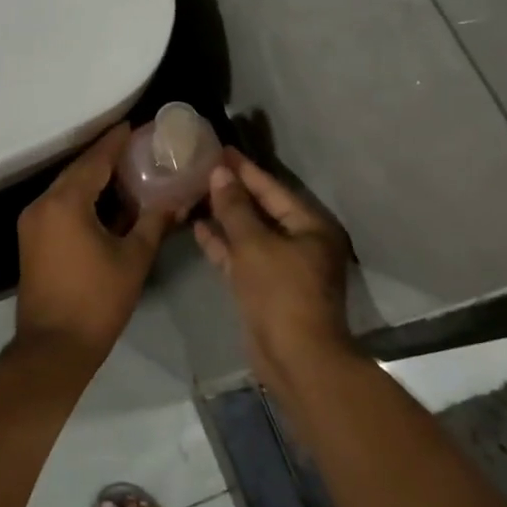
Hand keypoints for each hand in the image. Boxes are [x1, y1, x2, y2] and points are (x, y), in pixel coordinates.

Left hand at [15, 125, 175, 362]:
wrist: (53, 346)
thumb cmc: (97, 300)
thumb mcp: (133, 258)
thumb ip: (154, 222)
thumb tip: (175, 200)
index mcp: (66, 202)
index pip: (94, 161)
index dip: (115, 142)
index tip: (133, 126)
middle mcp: (42, 204)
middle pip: (77, 171)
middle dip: (104, 158)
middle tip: (134, 147)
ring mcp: (32, 222)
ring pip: (66, 188)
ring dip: (92, 178)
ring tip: (125, 170)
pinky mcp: (31, 239)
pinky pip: (58, 206)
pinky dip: (81, 198)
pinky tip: (105, 201)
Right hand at [194, 150, 353, 388]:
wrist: (294, 357)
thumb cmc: (280, 292)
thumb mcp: (254, 244)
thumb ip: (235, 208)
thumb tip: (220, 174)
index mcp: (310, 227)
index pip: (273, 188)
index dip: (246, 169)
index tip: (222, 149)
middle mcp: (301, 243)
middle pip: (263, 209)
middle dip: (233, 191)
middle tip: (204, 167)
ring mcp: (283, 267)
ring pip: (250, 234)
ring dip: (225, 217)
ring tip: (195, 192)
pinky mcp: (265, 288)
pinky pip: (242, 256)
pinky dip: (223, 244)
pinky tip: (198, 228)